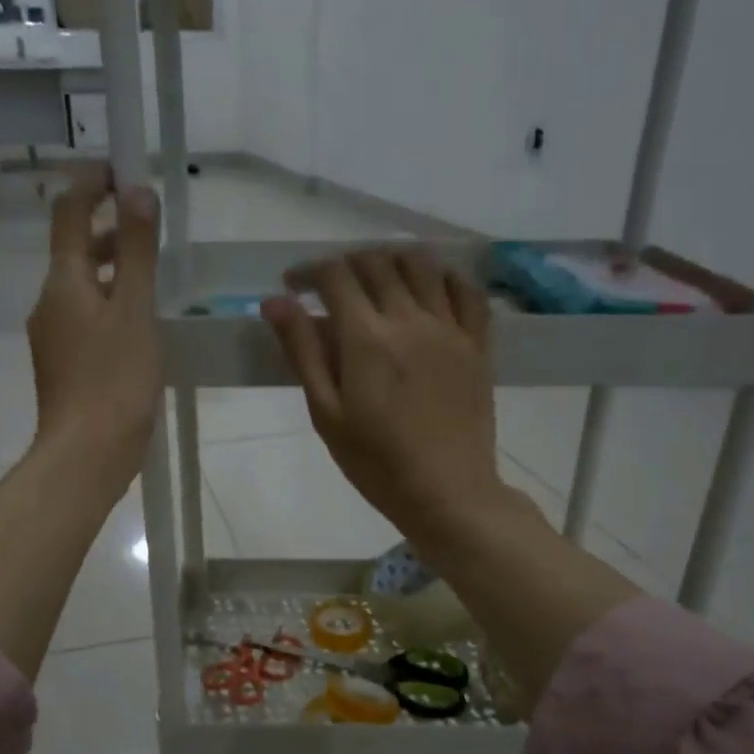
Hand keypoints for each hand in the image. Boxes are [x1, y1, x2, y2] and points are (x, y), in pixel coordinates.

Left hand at [27, 167, 161, 494]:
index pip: (68, 213)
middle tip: (149, 221)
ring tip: (152, 271)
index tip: (121, 169)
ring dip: (112, 269)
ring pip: (82, 287)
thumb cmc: (114, 381)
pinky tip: (140, 323)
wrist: (87, 454)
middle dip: (108, 228)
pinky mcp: (66, 365)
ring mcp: (54, 337)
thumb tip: (136, 191)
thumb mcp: (135, 312)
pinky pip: (87, 318)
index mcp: (64, 282)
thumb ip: (137, 252)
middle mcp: (50, 302)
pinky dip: (111, 305)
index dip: (91, 184)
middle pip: (75, 250)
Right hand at [260, 248, 506, 541]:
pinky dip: (444, 277)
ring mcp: (450, 328)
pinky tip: (430, 288)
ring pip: (423, 265)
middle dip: (346, 265)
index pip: (335, 276)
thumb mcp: (327, 413)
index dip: (309, 272)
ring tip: (377, 280)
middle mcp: (410, 319)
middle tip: (331, 287)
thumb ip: (302, 352)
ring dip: (392, 260)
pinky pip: (466, 291)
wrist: (447, 493)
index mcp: (367, 338)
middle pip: (377, 262)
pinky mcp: (478, 344)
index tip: (294, 285)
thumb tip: (275, 302)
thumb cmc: (377, 463)